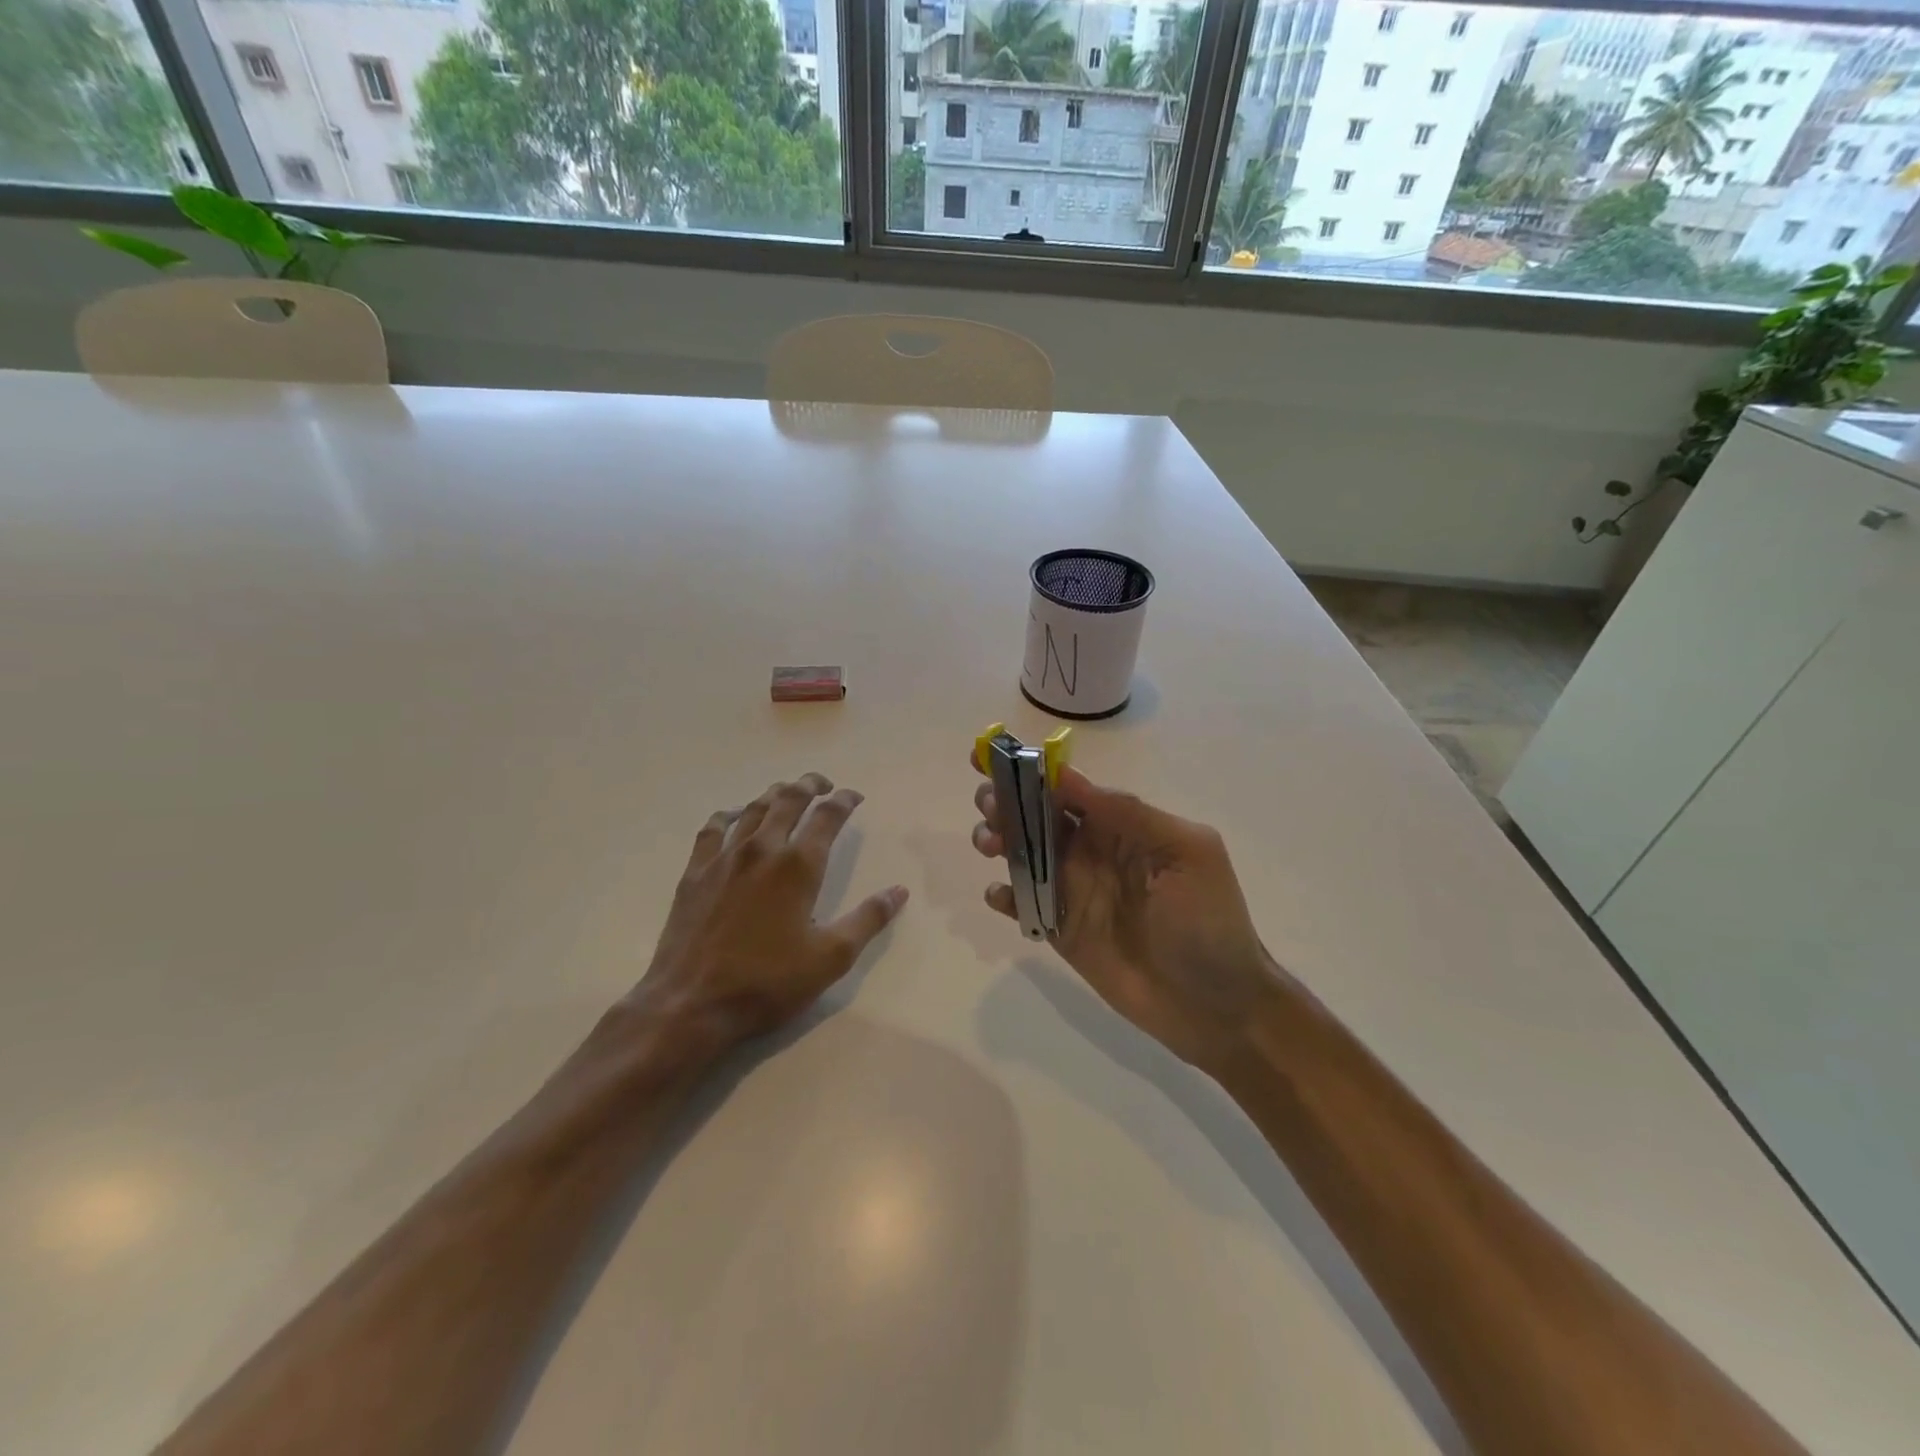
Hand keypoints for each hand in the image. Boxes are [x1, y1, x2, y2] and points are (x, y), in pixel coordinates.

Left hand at [624, 773, 907, 1057]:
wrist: (691, 1004)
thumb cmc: (767, 981)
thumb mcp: (830, 958)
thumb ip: (868, 920)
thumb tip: (899, 891)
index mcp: (798, 866)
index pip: (827, 816)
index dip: (844, 801)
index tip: (854, 796)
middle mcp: (762, 850)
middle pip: (789, 800)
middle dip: (809, 785)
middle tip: (822, 783)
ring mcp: (724, 858)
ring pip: (753, 810)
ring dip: (774, 795)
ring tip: (787, 792)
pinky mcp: (695, 873)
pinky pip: (713, 829)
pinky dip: (729, 815)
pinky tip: (733, 816)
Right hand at [971, 758, 1278, 1075]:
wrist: (1214, 1006)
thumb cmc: (1208, 922)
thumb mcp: (1186, 852)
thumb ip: (1130, 814)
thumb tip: (1068, 777)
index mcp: (1122, 828)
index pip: (1070, 790)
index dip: (1032, 772)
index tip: (996, 758)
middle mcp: (1091, 853)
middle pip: (1038, 817)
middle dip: (1007, 802)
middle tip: (988, 804)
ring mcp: (1073, 892)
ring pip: (1023, 855)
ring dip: (999, 840)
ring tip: (990, 844)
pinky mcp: (1060, 931)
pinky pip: (1023, 905)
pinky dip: (1003, 896)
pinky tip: (1000, 895)